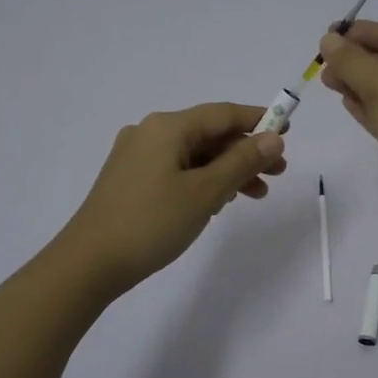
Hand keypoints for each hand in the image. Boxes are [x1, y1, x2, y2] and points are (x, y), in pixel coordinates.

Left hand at [56, 102, 287, 294]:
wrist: (89, 263)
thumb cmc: (151, 222)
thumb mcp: (205, 192)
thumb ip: (242, 162)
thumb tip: (274, 137)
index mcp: (167, 127)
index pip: (223, 114)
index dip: (258, 121)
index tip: (288, 132)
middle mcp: (150, 133)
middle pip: (209, 134)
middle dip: (245, 152)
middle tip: (278, 173)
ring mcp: (137, 157)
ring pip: (194, 155)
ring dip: (227, 170)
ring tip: (255, 194)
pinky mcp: (130, 180)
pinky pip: (177, 170)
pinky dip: (203, 180)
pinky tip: (219, 202)